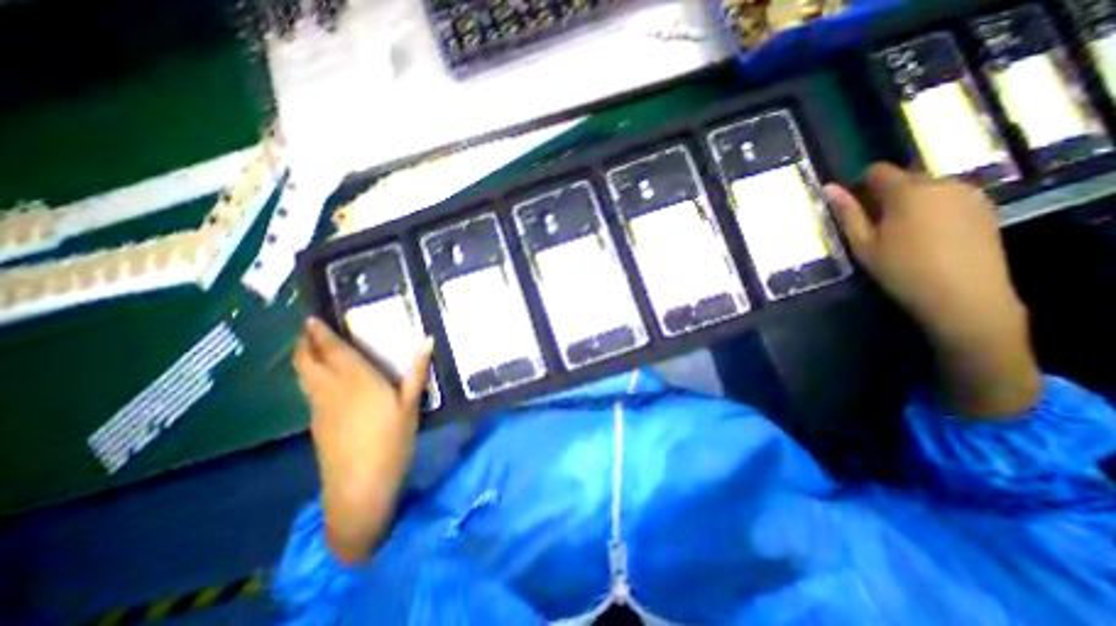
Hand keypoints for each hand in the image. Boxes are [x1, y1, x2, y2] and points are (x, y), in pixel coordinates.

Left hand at [294, 317, 433, 560]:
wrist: (360, 487)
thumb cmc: (392, 440)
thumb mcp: (412, 404)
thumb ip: (417, 371)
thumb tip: (427, 340)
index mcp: (357, 381)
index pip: (333, 350)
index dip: (320, 333)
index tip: (311, 317)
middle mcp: (332, 390)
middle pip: (308, 361)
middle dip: (305, 343)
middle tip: (308, 329)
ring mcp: (320, 409)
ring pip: (304, 377)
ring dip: (304, 359)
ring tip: (311, 349)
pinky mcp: (317, 424)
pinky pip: (310, 391)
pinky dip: (310, 377)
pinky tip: (322, 381)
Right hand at [822, 164, 1042, 416]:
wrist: (970, 309)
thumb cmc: (904, 279)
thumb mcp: (862, 248)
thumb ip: (845, 216)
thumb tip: (824, 190)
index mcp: (911, 193)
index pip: (877, 173)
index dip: (856, 185)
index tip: (843, 205)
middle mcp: (945, 187)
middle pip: (901, 179)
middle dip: (878, 196)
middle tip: (860, 227)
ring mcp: (970, 200)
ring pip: (924, 191)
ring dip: (900, 207)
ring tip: (887, 238)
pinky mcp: (984, 216)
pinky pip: (944, 204)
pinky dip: (923, 215)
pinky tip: (916, 244)